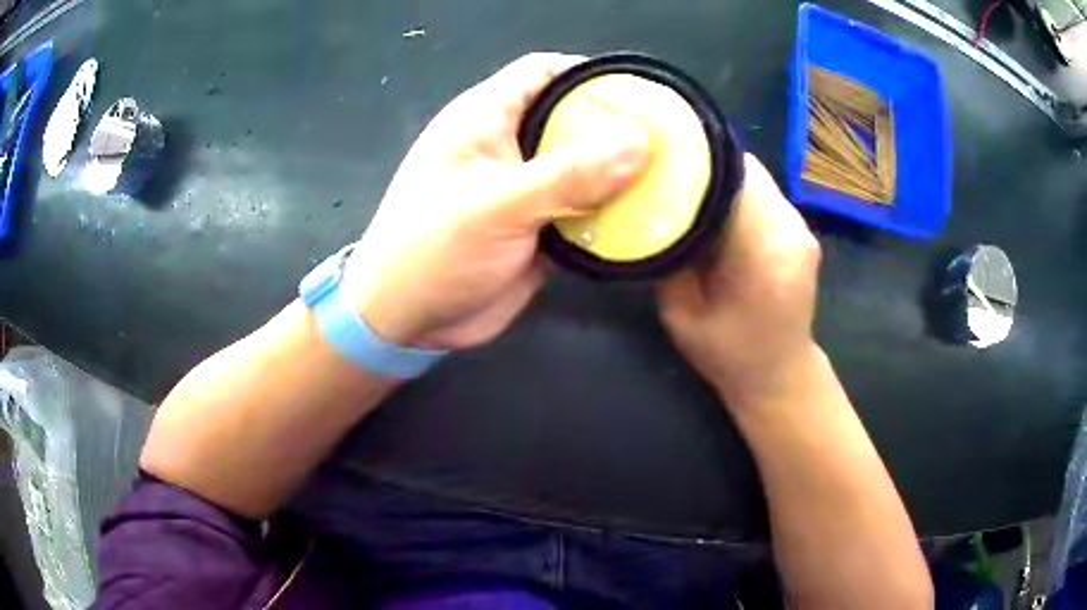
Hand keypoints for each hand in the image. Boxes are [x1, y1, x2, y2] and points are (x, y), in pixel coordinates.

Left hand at [343, 53, 650, 348]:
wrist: (408, 321)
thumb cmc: (434, 251)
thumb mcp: (498, 205)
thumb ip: (568, 173)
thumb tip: (638, 140)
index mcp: (485, 119)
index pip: (540, 72)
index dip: (586, 73)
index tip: (636, 90)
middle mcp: (507, 146)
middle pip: (570, 118)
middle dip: (615, 126)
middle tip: (667, 137)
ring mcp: (524, 189)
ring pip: (582, 167)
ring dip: (619, 174)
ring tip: (671, 176)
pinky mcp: (538, 228)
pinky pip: (583, 210)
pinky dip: (610, 213)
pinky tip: (646, 219)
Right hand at [658, 154, 821, 408]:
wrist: (779, 376)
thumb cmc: (727, 354)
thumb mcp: (681, 313)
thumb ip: (669, 256)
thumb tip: (649, 208)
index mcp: (763, 250)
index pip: (731, 176)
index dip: (694, 162)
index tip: (657, 160)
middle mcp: (791, 230)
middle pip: (745, 170)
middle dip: (704, 167)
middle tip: (665, 174)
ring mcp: (801, 228)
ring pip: (755, 178)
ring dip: (721, 180)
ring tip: (686, 191)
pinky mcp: (802, 231)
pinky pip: (764, 195)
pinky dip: (737, 194)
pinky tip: (715, 212)